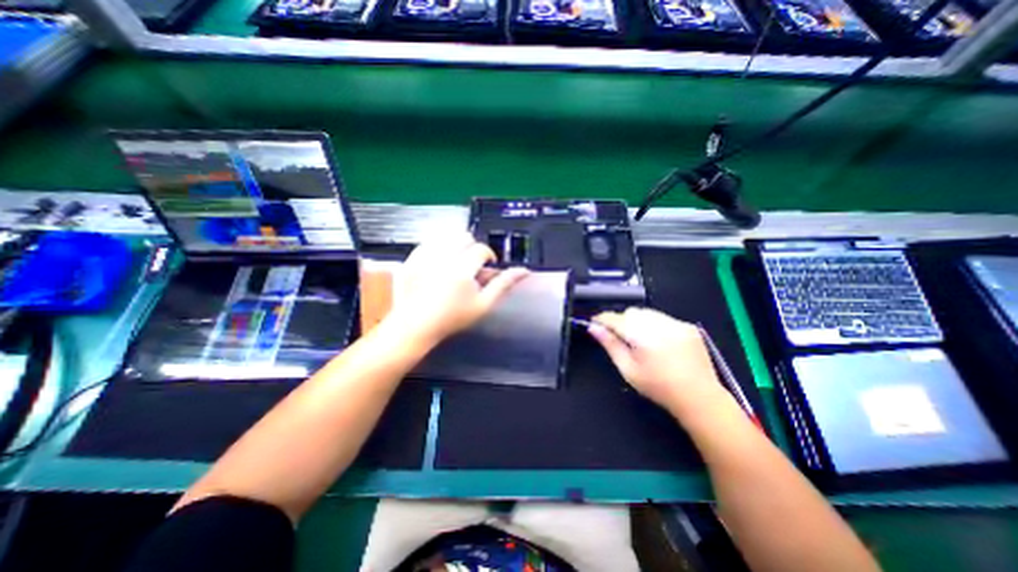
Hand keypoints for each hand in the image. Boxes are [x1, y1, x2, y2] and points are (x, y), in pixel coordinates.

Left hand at [384, 233, 533, 347]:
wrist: (416, 325)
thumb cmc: (452, 318)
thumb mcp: (483, 304)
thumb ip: (503, 284)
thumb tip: (524, 271)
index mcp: (462, 268)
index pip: (481, 249)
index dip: (488, 256)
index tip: (486, 267)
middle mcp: (443, 257)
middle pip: (464, 237)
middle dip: (471, 248)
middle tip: (471, 266)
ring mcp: (424, 256)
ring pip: (446, 236)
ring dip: (455, 245)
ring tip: (455, 263)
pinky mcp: (411, 258)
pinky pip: (429, 241)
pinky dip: (437, 247)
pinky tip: (438, 263)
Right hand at [593, 309, 727, 415]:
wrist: (699, 397)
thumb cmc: (658, 387)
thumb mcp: (628, 369)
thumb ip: (610, 345)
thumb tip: (594, 328)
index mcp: (641, 335)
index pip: (615, 318)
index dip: (602, 319)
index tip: (595, 323)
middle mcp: (659, 324)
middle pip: (631, 312)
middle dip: (622, 321)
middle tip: (622, 339)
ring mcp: (676, 323)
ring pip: (647, 312)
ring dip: (639, 322)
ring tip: (643, 342)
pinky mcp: (688, 326)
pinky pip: (664, 318)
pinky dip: (656, 325)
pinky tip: (660, 343)